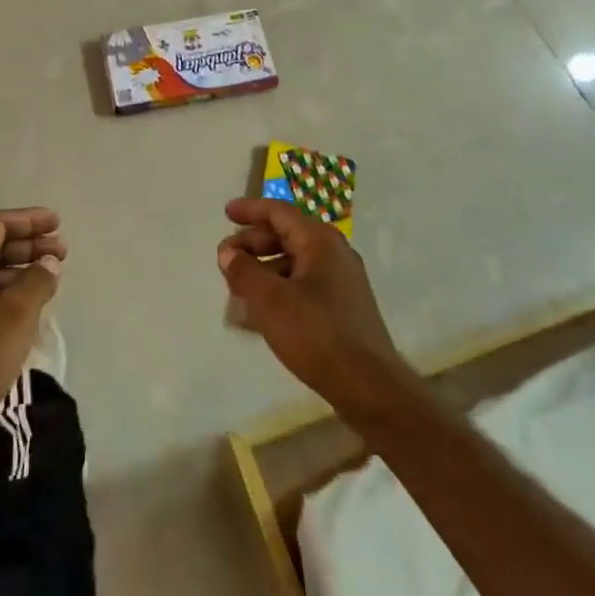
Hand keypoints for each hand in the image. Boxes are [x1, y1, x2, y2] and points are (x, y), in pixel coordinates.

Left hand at [0, 208, 65, 438]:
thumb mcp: (16, 315)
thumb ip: (37, 280)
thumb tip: (49, 262)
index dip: (29, 220)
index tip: (57, 223)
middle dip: (29, 243)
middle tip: (62, 251)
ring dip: (21, 266)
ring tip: (51, 274)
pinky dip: (9, 288)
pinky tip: (30, 301)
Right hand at [217, 198, 412, 412]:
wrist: (368, 385)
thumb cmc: (316, 333)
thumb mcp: (270, 300)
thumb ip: (244, 271)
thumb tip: (228, 252)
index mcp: (320, 241)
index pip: (279, 212)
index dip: (250, 210)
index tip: (226, 213)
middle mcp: (334, 253)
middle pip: (286, 235)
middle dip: (253, 244)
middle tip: (226, 258)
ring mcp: (342, 281)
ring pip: (294, 263)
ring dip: (264, 269)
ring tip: (237, 289)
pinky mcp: (343, 307)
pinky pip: (304, 285)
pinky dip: (279, 288)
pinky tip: (260, 312)